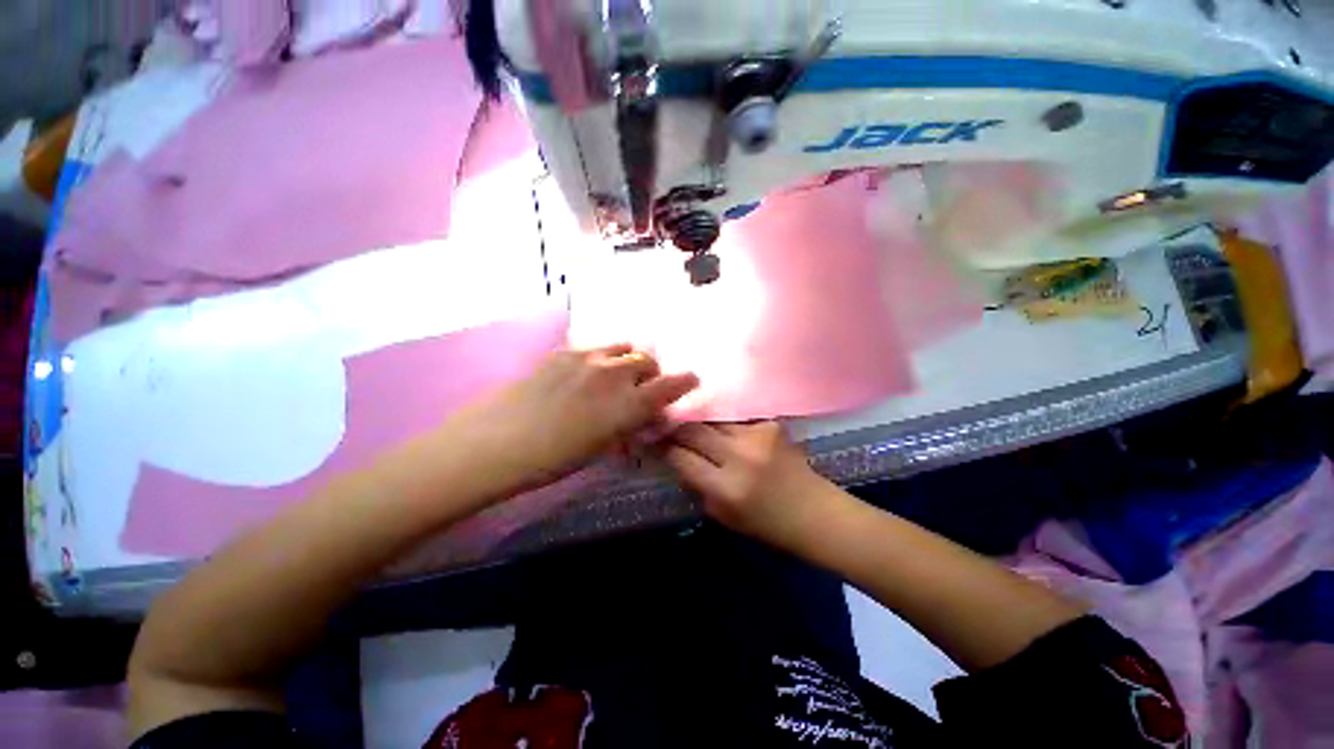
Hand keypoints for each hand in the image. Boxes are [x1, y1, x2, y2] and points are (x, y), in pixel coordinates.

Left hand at [454, 344, 698, 489]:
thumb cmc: (553, 459)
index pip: (669, 386)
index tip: (691, 379)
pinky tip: (585, 374)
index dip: (684, 381)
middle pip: (647, 360)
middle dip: (651, 373)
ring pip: (623, 347)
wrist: (496, 442)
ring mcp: (588, 358)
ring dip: (627, 361)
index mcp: (627, 405)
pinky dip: (601, 358)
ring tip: (615, 375)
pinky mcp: (564, 352)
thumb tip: (644, 418)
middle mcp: (614, 374)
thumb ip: (629, 427)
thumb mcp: (601, 449)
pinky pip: (595, 348)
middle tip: (641, 388)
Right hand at [662, 421, 836, 549]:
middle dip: (675, 427)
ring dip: (698, 421)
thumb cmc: (766, 524)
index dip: (663, 447)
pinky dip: (722, 422)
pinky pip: (734, 418)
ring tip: (688, 421)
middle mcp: (739, 456)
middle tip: (664, 425)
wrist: (815, 512)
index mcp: (726, 488)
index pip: (681, 457)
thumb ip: (696, 485)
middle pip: (693, 430)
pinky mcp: (770, 424)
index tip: (652, 440)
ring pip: (712, 418)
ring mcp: (757, 435)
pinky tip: (719, 425)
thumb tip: (676, 457)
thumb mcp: (722, 515)